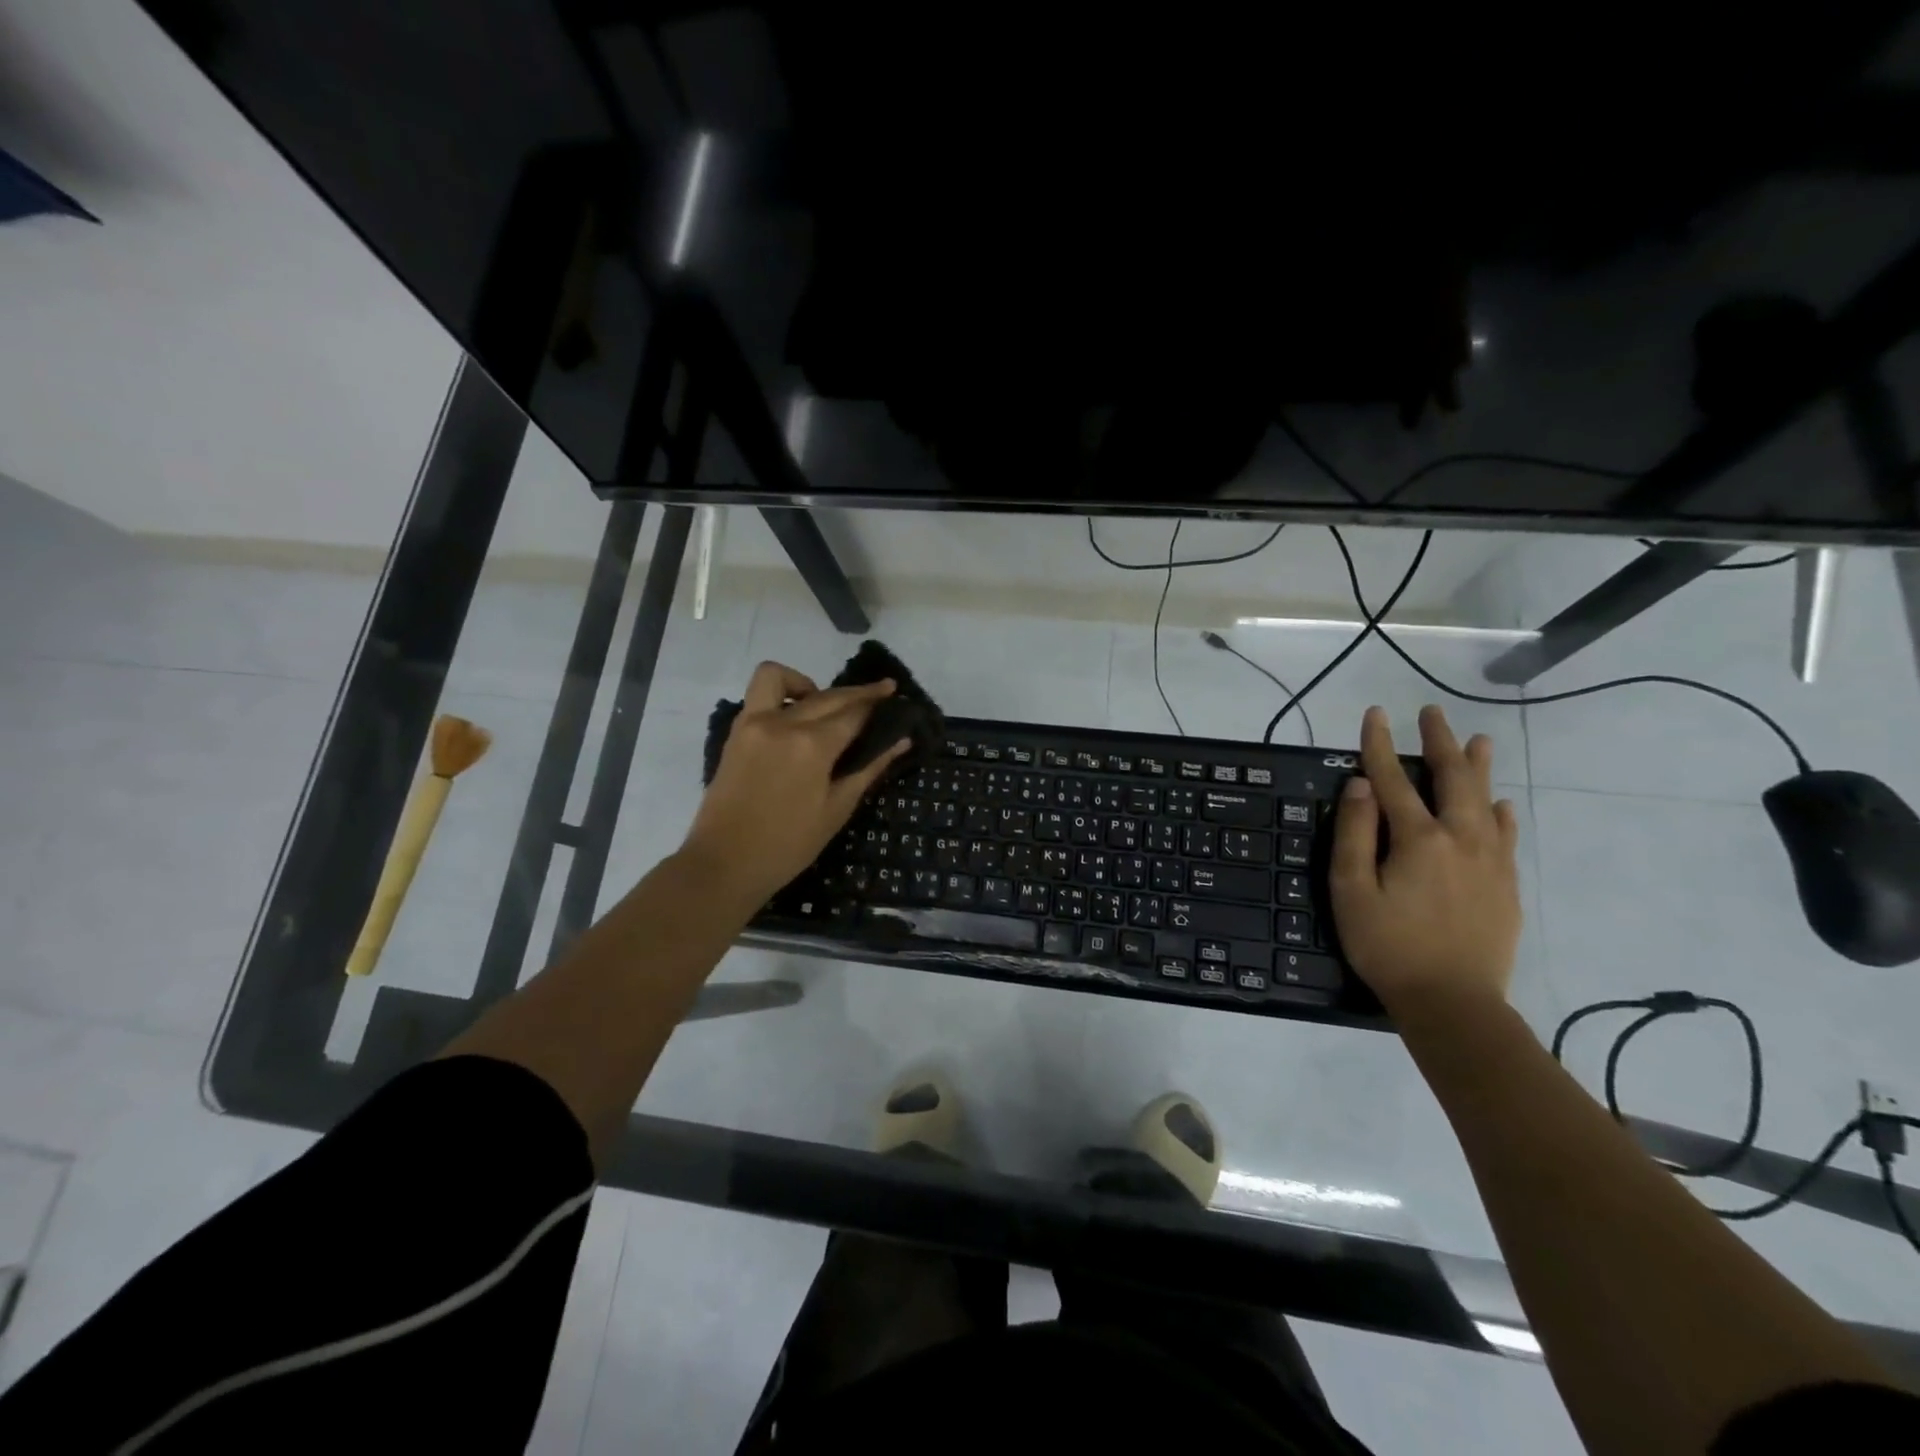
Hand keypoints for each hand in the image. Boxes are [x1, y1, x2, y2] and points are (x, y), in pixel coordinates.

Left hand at [682, 661, 908, 903]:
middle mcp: (782, 723)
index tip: (895, 697)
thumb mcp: (836, 810)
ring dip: (808, 682)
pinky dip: (780, 694)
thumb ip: (868, 768)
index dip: (878, 703)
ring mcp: (753, 723)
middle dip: (859, 692)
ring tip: (825, 704)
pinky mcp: (736, 732)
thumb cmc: (788, 845)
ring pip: (781, 678)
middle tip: (882, 693)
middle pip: (828, 695)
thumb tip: (901, 740)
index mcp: (812, 746)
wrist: (725, 863)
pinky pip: (758, 695)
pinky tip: (795, 718)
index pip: (854, 713)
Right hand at [1329, 704, 1521, 1019]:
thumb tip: (1360, 785)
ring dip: (1479, 768)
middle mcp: (1460, 839)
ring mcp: (1491, 862)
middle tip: (1433, 713)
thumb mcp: (1351, 891)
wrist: (1454, 1003)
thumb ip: (1354, 834)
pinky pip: (1508, 836)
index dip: (1380, 745)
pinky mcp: (1506, 886)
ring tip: (1479, 740)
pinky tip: (1503, 805)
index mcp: (1418, 839)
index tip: (1375, 714)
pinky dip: (1503, 814)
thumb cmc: (1388, 945)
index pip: (1392, 779)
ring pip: (1486, 801)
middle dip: (1439, 742)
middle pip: (1451, 779)